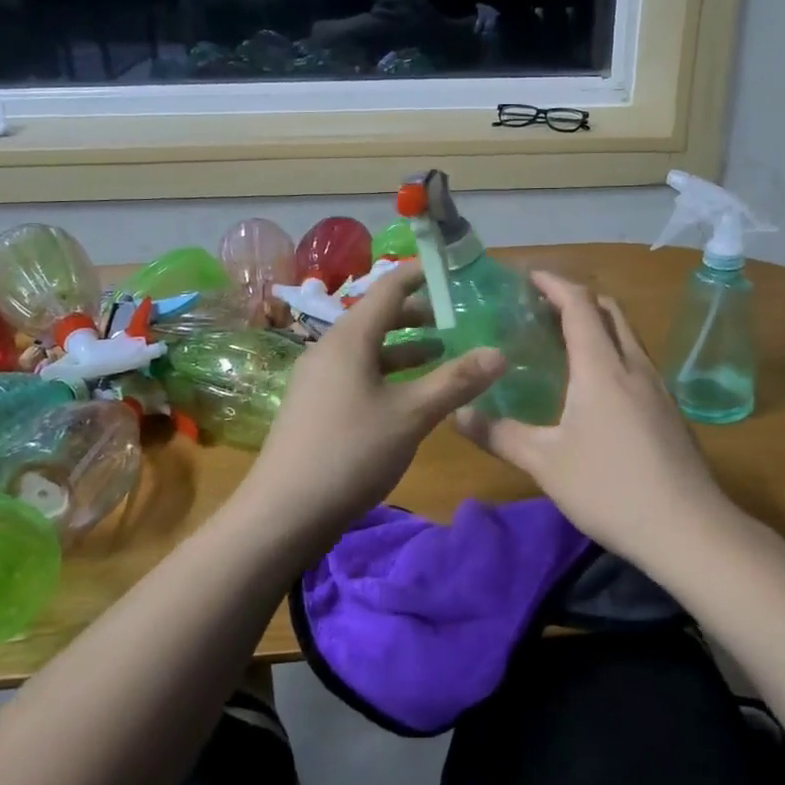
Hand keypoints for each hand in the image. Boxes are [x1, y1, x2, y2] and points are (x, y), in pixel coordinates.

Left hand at [240, 262, 504, 545]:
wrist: (284, 512)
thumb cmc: (351, 452)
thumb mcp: (411, 415)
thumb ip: (456, 381)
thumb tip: (500, 353)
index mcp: (350, 338)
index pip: (389, 288)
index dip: (422, 275)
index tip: (454, 272)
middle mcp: (330, 348)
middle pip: (378, 317)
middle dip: (419, 315)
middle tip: (458, 319)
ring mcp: (319, 377)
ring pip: (369, 348)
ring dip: (405, 347)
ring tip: (442, 354)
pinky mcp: (316, 404)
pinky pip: (357, 372)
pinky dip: (387, 372)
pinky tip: (408, 395)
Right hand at [455, 271, 728, 561]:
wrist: (689, 529)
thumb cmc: (610, 488)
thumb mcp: (544, 463)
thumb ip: (499, 435)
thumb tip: (458, 415)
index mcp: (601, 367)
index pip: (579, 305)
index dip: (554, 284)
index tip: (528, 277)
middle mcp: (633, 365)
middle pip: (609, 311)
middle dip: (576, 298)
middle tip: (542, 308)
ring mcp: (657, 387)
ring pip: (627, 335)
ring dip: (597, 324)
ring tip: (565, 340)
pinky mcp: (669, 410)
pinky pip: (636, 360)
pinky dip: (612, 351)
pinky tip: (597, 385)